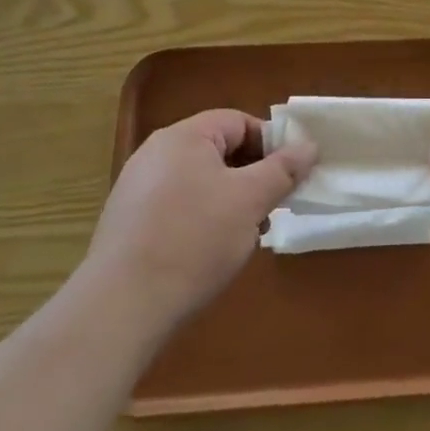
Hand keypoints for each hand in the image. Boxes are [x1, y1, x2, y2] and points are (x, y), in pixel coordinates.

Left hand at [88, 110, 315, 327]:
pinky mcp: (128, 223)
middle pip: (219, 151)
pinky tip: (209, 253)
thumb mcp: (250, 201)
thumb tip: (309, 145)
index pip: (239, 122)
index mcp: (184, 137)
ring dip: (230, 201)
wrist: (120, 308)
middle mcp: (156, 153)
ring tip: (245, 236)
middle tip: (271, 209)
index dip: (270, 145)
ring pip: (200, 181)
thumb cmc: (193, 241)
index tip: (289, 177)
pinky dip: (201, 220)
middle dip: (252, 177)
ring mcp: (137, 189)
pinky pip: (178, 206)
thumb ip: (283, 169)